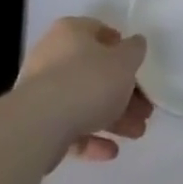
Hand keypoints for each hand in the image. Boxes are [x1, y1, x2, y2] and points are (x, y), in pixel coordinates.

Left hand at [15, 17, 152, 164]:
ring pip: (84, 101)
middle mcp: (53, 56)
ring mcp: (43, 91)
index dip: (121, 48)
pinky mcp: (38, 124)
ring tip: (137, 134)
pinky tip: (111, 151)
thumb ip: (134, 51)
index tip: (137, 67)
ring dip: (113, 118)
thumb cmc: (88, 81)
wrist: (41, 125)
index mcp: (71, 32)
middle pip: (95, 72)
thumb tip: (135, 44)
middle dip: (123, 92)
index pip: (99, 32)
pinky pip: (70, 127)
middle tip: (144, 110)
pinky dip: (91, 137)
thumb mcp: (124, 61)